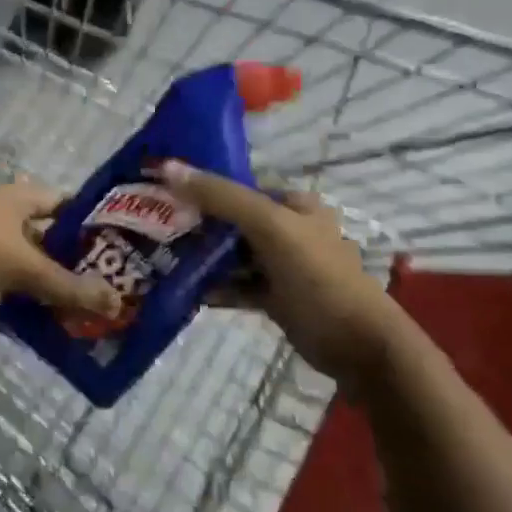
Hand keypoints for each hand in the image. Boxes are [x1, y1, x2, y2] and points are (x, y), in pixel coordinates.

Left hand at [0, 183, 122, 321]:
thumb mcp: (24, 265)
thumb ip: (67, 285)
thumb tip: (117, 302)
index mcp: (20, 201)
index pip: (66, 205)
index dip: (92, 224)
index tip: (121, 250)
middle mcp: (4, 221)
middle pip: (48, 244)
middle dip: (74, 269)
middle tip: (110, 295)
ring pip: (24, 275)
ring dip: (47, 296)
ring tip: (85, 321)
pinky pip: (0, 299)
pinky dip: (17, 315)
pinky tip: (44, 337)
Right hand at [157, 160, 407, 385]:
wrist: (358, 346)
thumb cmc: (317, 276)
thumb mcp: (269, 227)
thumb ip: (221, 196)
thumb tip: (167, 166)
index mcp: (293, 204)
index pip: (239, 185)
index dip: (201, 185)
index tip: (160, 192)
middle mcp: (287, 229)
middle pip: (232, 220)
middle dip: (196, 224)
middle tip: (153, 227)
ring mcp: (281, 265)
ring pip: (232, 255)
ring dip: (202, 258)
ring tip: (161, 258)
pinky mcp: (275, 297)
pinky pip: (237, 285)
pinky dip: (214, 287)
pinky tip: (185, 291)